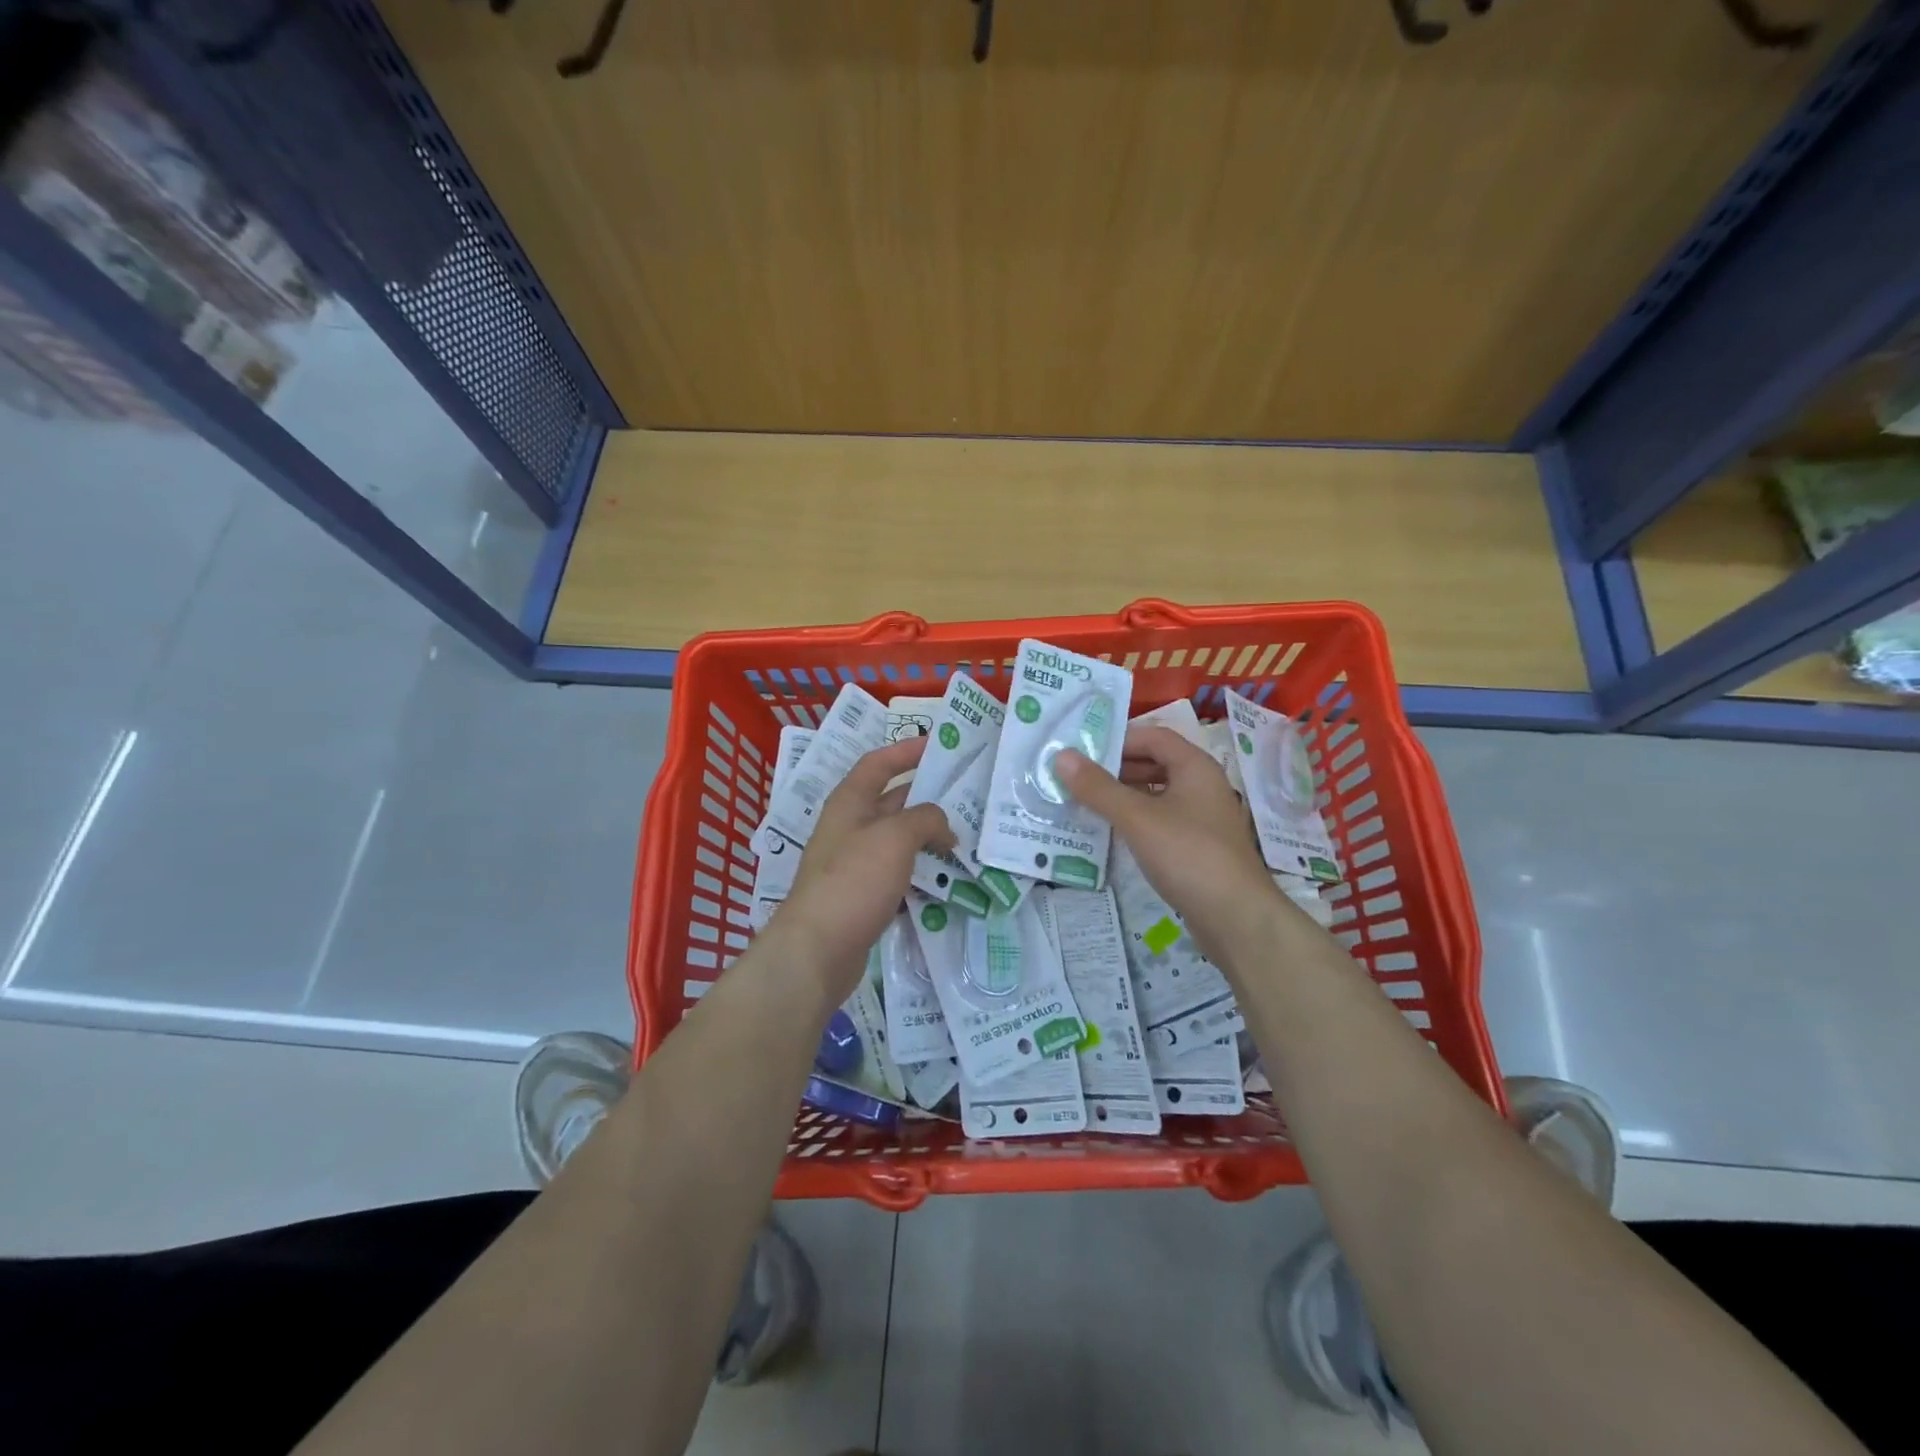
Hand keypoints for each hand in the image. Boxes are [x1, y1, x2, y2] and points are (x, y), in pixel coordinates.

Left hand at [774, 737, 953, 999]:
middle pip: (892, 801)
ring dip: (928, 837)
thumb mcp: (894, 837)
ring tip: (967, 837)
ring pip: (898, 840)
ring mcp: (854, 864)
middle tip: (967, 795)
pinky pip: (898, 874)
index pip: (878, 763)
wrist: (818, 950)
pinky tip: (948, 879)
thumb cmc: (853, 880)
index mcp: (849, 802)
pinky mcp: (863, 896)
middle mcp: (849, 827)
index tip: (938, 744)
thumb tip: (943, 826)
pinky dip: (921, 872)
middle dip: (927, 796)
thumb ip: (925, 819)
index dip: (906, 750)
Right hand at [1055, 725, 1282, 968]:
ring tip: (1086, 803)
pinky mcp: (1199, 846)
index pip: (1153, 736)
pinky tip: (1113, 832)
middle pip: (1155, 763)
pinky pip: (1162, 820)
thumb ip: (1098, 787)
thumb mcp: (1137, 818)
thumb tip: (1061, 756)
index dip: (1118, 739)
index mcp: (1195, 766)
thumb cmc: (1188, 855)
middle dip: (1117, 768)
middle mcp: (1203, 785)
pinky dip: (1137, 819)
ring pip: (1157, 794)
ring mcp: (1203, 817)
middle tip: (1077, 777)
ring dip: (1124, 795)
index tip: (1082, 751)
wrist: (1236, 917)